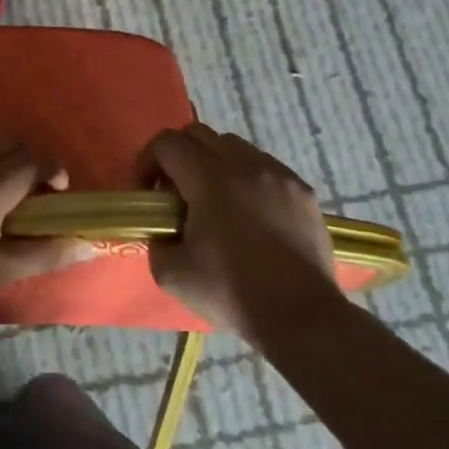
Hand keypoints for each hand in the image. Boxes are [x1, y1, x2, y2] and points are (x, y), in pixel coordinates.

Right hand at [139, 122, 337, 330]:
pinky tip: (248, 214)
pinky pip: (265, 167)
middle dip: (177, 157)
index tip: (145, 193)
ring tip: (213, 202)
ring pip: (235, 147)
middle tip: (174, 194)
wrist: (300, 314)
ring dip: (213, 164)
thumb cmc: (231, 291)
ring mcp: (279, 175)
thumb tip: (163, 230)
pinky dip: (246, 179)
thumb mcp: (170, 273)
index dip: (146, 162)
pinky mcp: (303, 191)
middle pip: (199, 134)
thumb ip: (156, 240)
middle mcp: (245, 165)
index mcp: (210, 180)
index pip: (167, 143)